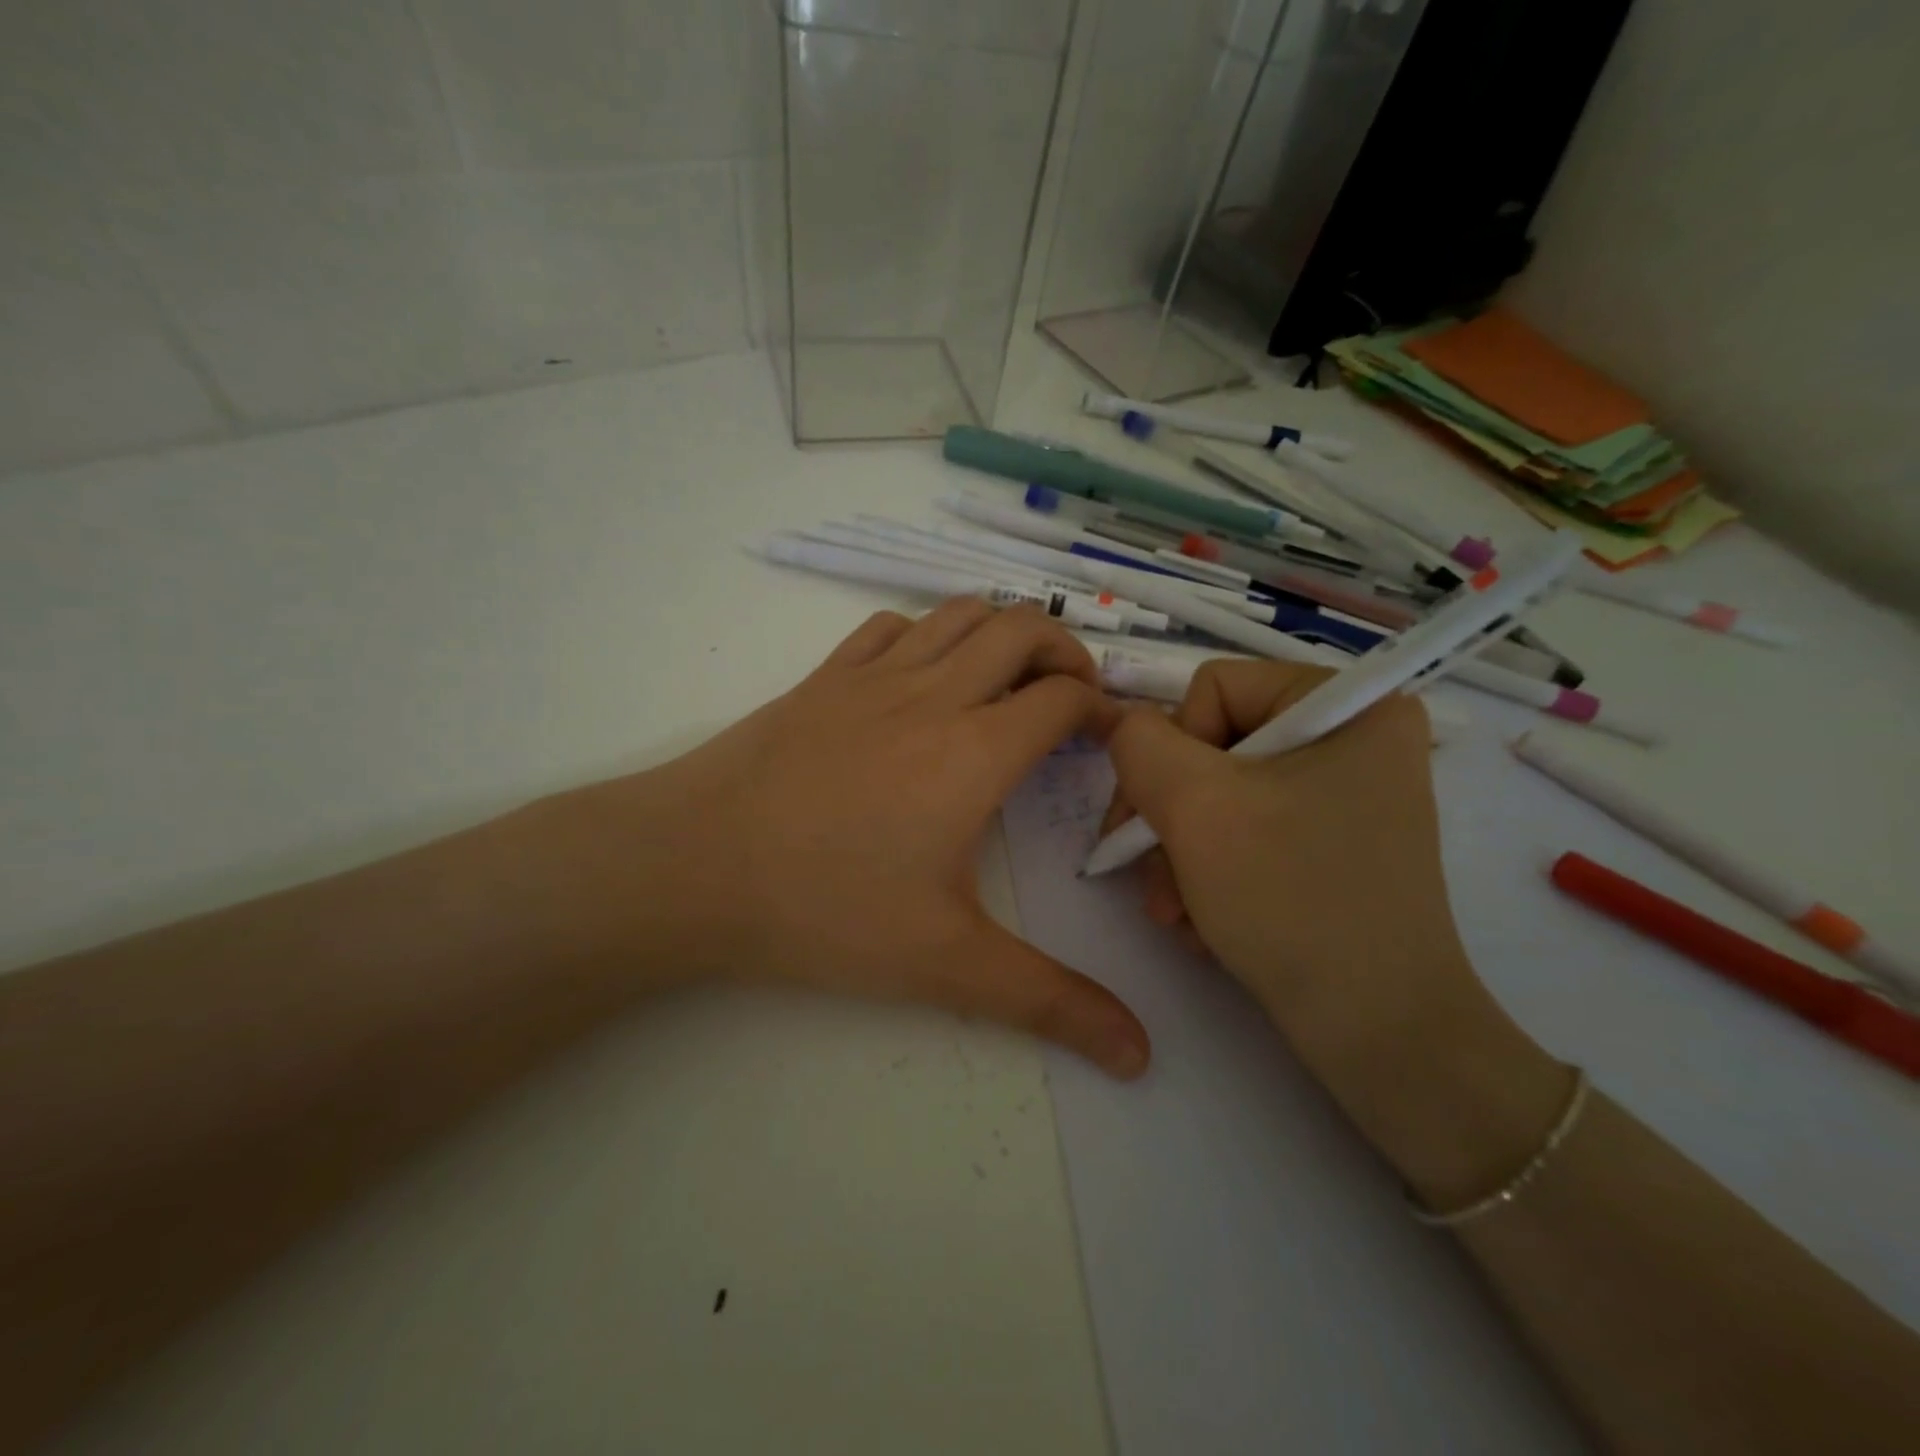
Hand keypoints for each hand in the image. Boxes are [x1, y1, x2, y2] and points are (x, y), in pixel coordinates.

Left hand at [531, 600, 1150, 1077]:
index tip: (1108, 742)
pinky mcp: (823, 677)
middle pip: (1022, 629)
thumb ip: (1049, 1002)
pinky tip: (923, 676)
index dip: (1102, 710)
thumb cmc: (824, 910)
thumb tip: (1140, 1054)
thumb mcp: (947, 964)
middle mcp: (934, 693)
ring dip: (1000, 632)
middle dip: (1065, 652)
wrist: (691, 865)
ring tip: (1008, 680)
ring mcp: (873, 676)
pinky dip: (929, 635)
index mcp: (976, 750)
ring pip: (959, 614)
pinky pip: (892, 627)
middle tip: (1069, 702)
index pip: (1065, 698)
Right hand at [1103, 660, 1479, 1077]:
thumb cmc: (1292, 899)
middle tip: (1154, 882)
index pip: (1213, 688)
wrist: (1376, 1033)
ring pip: (1218, 798)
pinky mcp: (1328, 846)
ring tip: (1176, 913)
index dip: (1173, 750)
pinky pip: (1244, 835)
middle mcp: (1352, 740)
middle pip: (1211, 747)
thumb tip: (1127, 732)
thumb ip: (1139, 743)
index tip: (1164, 820)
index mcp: (1348, 705)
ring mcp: (1342, 797)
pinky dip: (1211, 877)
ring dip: (1180, 856)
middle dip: (1170, 819)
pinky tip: (1206, 924)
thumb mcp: (1195, 805)